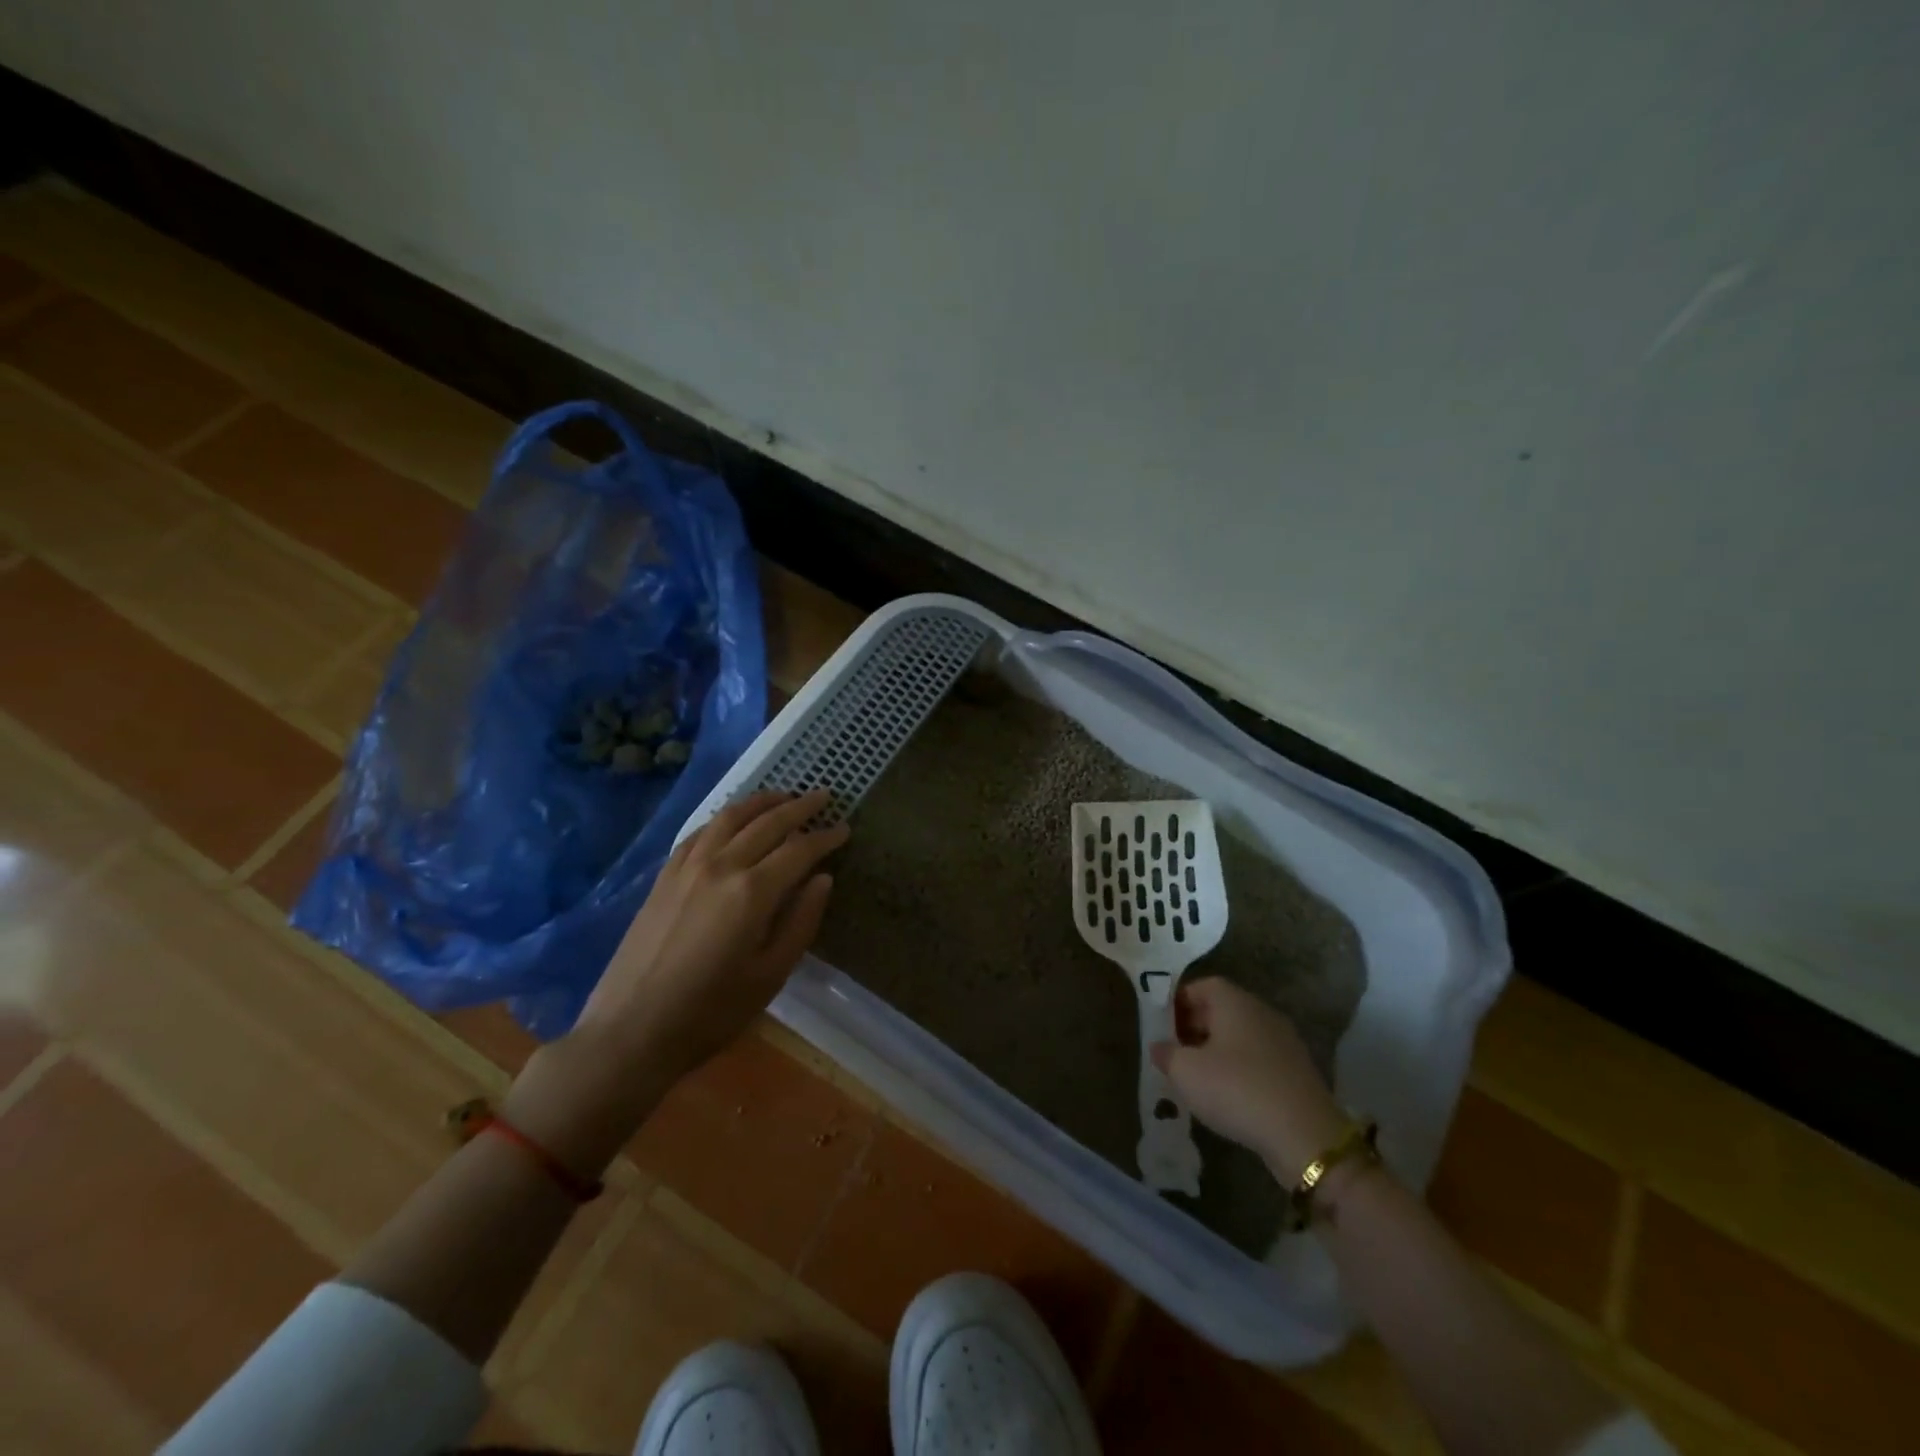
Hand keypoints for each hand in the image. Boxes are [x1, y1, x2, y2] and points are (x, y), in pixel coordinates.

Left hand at [574, 789, 848, 1081]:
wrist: (630, 1031)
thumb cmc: (710, 1013)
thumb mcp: (770, 975)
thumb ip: (801, 921)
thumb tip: (822, 879)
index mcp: (753, 892)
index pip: (799, 849)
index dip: (825, 837)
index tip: (844, 828)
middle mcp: (721, 866)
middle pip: (767, 823)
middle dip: (799, 806)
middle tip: (823, 796)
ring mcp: (687, 867)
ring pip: (730, 817)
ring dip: (761, 802)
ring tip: (783, 797)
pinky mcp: (664, 876)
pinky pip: (699, 832)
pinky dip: (724, 818)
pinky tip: (732, 821)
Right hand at [1149, 977, 1346, 1177]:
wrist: (1304, 1136)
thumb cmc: (1236, 1089)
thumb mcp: (1186, 1072)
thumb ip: (1167, 1054)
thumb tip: (1159, 1047)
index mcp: (1234, 1002)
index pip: (1203, 985)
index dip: (1179, 1001)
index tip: (1163, 1025)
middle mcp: (1262, 1012)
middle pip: (1222, 1009)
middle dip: (1196, 1026)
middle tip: (1175, 1051)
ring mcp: (1284, 1042)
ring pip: (1241, 1035)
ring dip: (1218, 1050)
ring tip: (1197, 1076)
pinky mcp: (1297, 1071)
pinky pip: (1259, 1059)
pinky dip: (1240, 1069)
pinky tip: (1229, 1095)